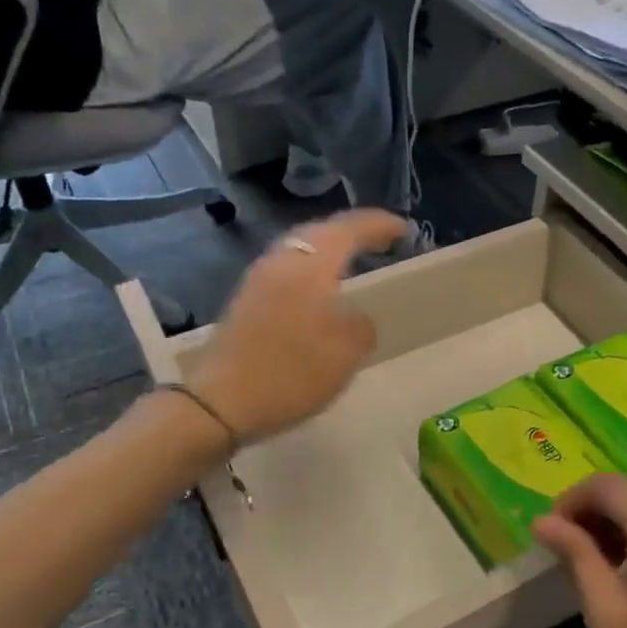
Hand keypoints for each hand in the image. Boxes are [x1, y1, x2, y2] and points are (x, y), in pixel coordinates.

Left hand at [183, 210, 408, 443]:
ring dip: (328, 248)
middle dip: (351, 231)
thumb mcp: (345, 353)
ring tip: (351, 259)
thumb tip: (357, 319)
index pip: (348, 229)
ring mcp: (258, 279)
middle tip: (379, 239)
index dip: (378, 225)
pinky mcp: (246, 301)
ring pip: (298, 248)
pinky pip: (286, 268)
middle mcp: (281, 261)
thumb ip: (361, 326)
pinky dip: (310, 268)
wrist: (221, 402)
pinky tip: (318, 289)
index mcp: (310, 265)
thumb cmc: (291, 373)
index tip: (404, 229)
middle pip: (319, 231)